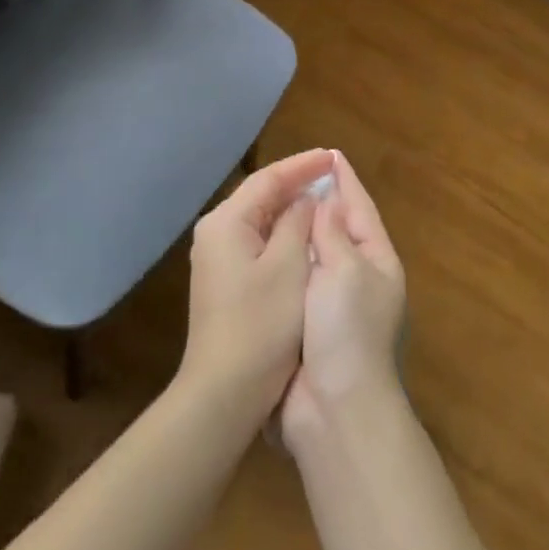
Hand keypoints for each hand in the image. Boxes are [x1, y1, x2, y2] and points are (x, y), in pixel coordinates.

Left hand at [178, 148, 333, 425]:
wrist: (224, 392)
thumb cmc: (261, 324)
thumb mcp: (289, 266)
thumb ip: (298, 222)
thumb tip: (305, 199)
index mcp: (226, 223)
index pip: (268, 179)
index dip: (303, 165)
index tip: (333, 157)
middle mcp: (216, 233)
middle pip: (260, 195)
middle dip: (296, 183)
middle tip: (331, 172)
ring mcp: (217, 259)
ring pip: (260, 219)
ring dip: (290, 208)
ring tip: (323, 196)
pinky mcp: (224, 281)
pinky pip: (257, 241)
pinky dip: (282, 232)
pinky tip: (304, 234)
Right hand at [282, 150, 406, 455]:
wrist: (335, 410)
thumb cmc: (346, 330)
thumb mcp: (346, 270)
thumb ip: (334, 232)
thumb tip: (328, 199)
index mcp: (377, 261)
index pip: (360, 208)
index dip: (344, 180)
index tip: (328, 153)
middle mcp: (359, 278)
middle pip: (339, 228)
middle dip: (320, 202)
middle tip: (294, 173)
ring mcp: (333, 305)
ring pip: (315, 254)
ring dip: (300, 230)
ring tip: (277, 202)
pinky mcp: (307, 326)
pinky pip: (296, 280)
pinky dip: (286, 260)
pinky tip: (266, 249)